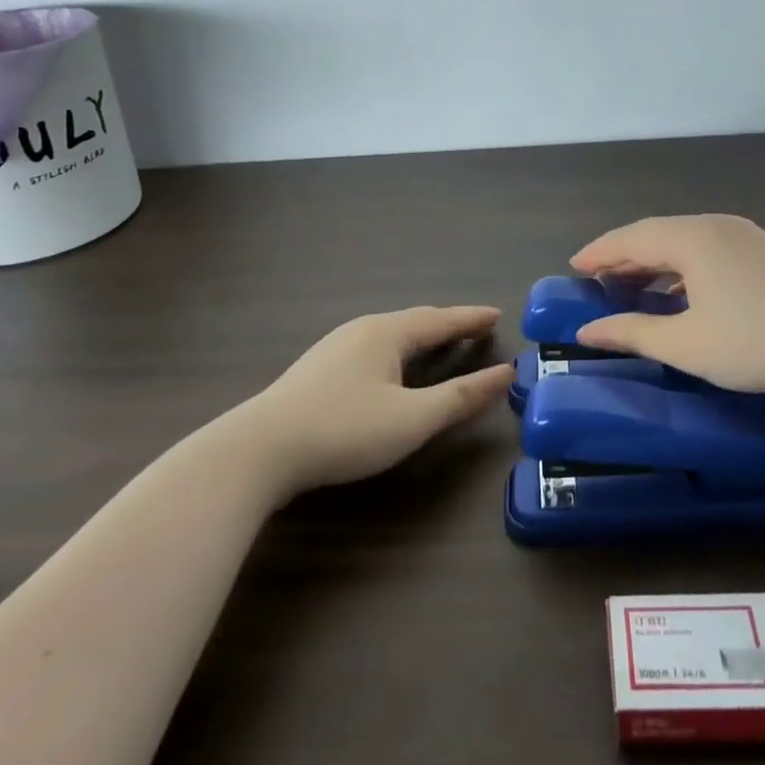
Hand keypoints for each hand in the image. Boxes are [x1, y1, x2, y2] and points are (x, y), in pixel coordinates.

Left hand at [234, 306, 515, 497]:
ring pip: (389, 334)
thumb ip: (460, 397)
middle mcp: (361, 330)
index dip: (471, 319)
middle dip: (447, 324)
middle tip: (474, 327)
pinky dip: (397, 350)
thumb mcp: (412, 419)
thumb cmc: (345, 430)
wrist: (260, 450)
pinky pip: (372, 347)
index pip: (440, 320)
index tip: (497, 314)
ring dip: (420, 336)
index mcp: (387, 333)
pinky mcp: (317, 370)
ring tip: (439, 342)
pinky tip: (390, 366)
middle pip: (414, 321)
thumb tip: (504, 374)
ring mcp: (334, 348)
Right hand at [571, 215, 764, 395]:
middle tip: (597, 281)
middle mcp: (715, 226)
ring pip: (684, 242)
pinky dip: (682, 268)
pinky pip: (708, 251)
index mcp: (691, 238)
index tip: (573, 267)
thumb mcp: (687, 344)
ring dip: (654, 263)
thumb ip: (633, 332)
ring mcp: (745, 236)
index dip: (598, 253)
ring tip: (632, 288)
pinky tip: (681, 295)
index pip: (630, 238)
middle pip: (656, 234)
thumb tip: (589, 329)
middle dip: (623, 256)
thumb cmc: (757, 342)